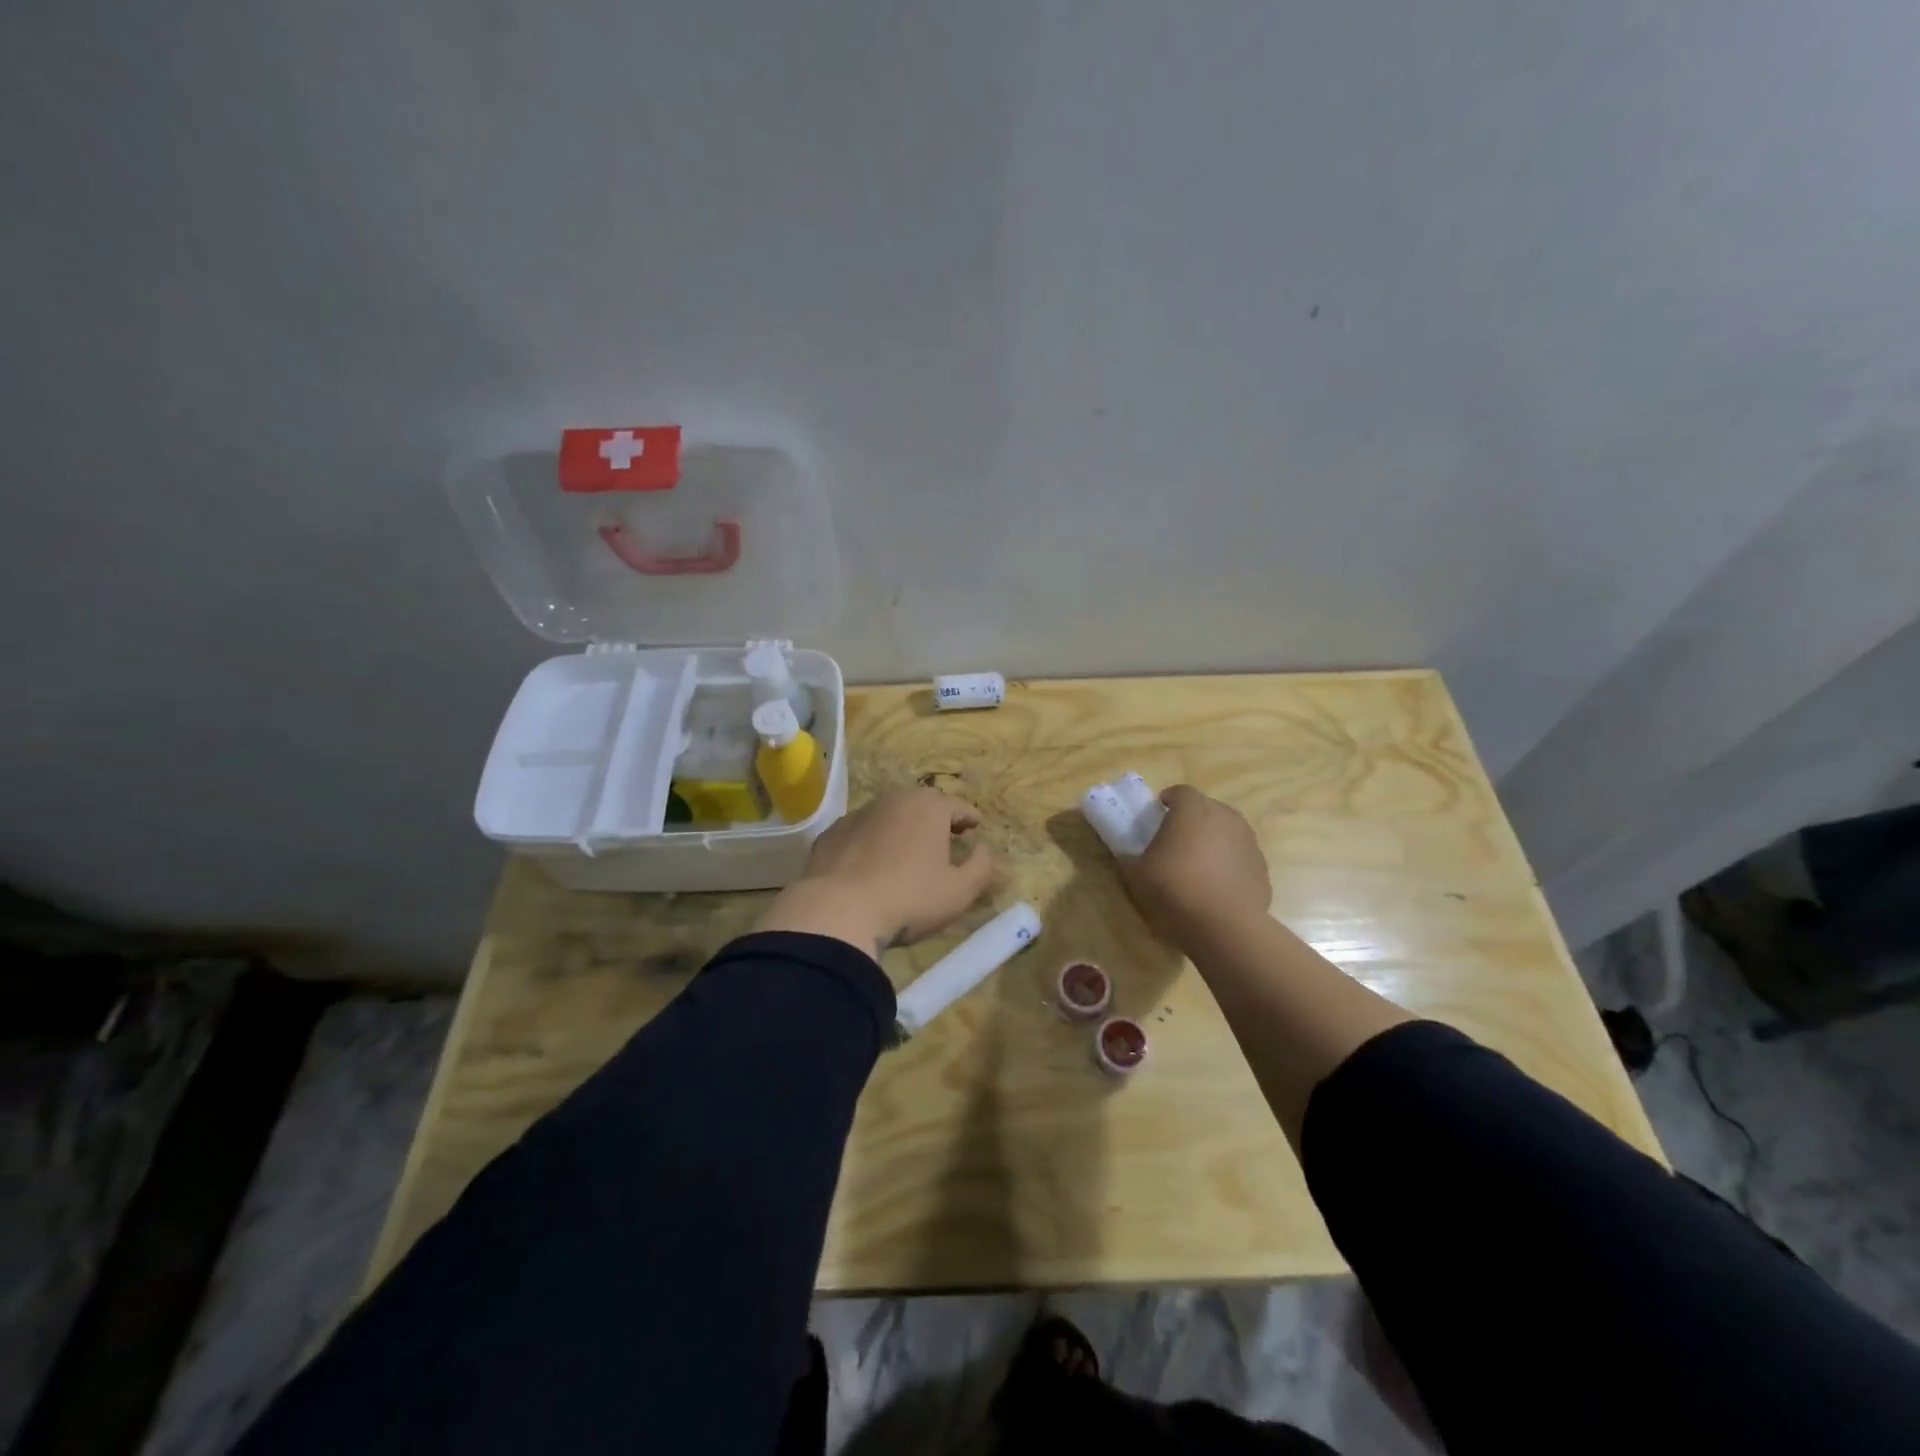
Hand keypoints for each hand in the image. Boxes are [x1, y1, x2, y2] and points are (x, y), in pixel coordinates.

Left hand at [754, 788, 999, 955]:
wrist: (837, 911)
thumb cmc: (909, 898)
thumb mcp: (959, 891)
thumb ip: (981, 866)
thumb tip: (984, 850)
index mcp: (928, 807)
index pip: (957, 805)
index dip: (969, 817)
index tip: (975, 826)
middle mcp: (893, 800)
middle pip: (921, 804)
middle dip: (935, 818)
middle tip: (945, 835)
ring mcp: (857, 815)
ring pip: (888, 816)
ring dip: (901, 828)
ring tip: (908, 850)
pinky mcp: (831, 834)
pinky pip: (861, 833)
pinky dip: (871, 842)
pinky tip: (871, 865)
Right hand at [1118, 785, 1271, 947]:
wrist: (1225, 926)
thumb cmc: (1174, 889)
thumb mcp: (1136, 874)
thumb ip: (1130, 858)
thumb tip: (1127, 855)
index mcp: (1192, 809)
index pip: (1180, 792)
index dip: (1168, 801)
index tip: (1158, 814)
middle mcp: (1224, 816)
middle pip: (1206, 808)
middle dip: (1191, 819)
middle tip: (1175, 840)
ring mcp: (1248, 841)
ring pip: (1226, 832)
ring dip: (1212, 841)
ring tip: (1197, 865)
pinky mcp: (1261, 867)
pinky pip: (1239, 857)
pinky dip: (1228, 864)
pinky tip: (1216, 887)